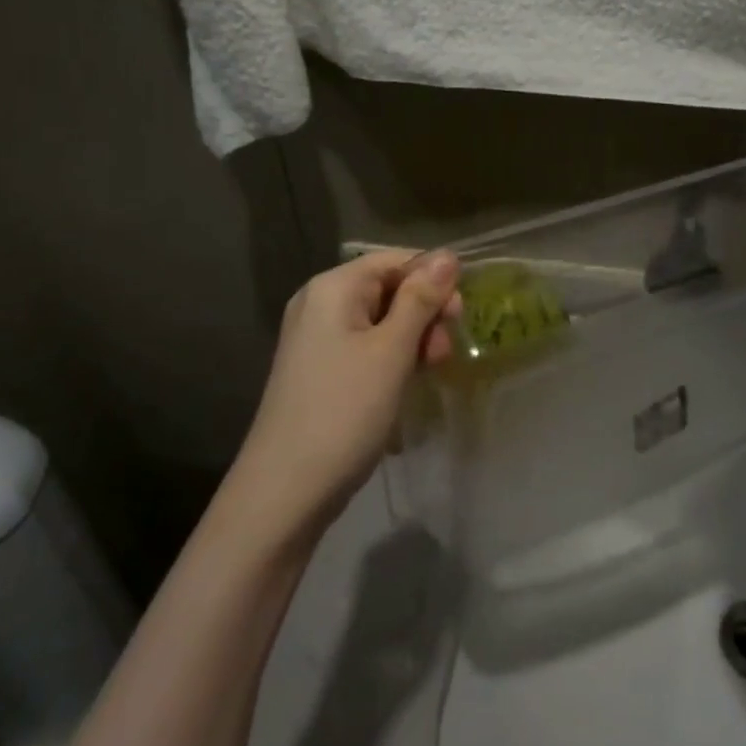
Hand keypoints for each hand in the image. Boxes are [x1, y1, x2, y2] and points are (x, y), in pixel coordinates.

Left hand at [228, 250, 462, 543]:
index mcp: (332, 288)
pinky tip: (407, 383)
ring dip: (413, 339)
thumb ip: (421, 299)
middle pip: (387, 288)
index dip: (432, 280)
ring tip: (430, 371)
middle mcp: (319, 304)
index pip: (394, 260)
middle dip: (424, 313)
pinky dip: (392, 358)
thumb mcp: (392, 351)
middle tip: (444, 351)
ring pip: (380, 321)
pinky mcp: (320, 370)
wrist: (285, 490)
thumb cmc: (345, 410)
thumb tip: (448, 255)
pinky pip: (365, 347)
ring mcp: (316, 339)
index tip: (460, 315)